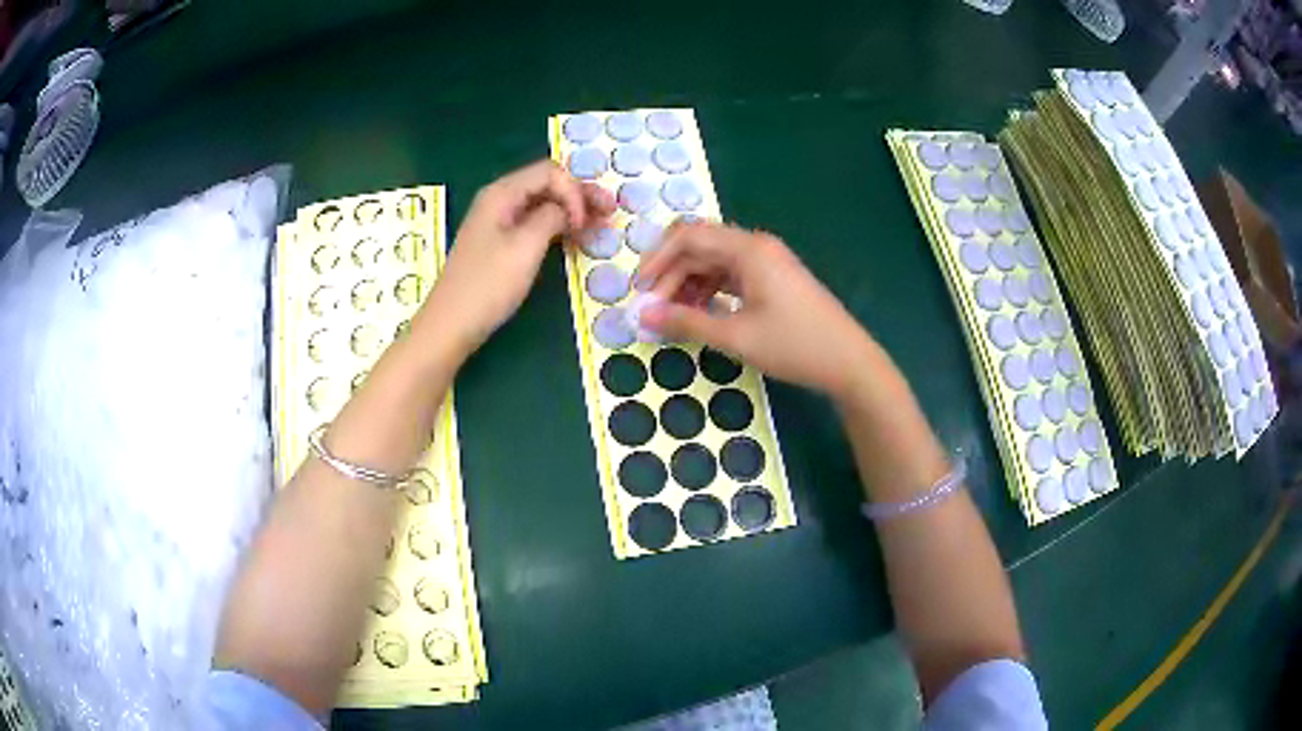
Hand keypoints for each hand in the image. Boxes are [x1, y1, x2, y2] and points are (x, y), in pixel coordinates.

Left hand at [424, 160, 614, 354]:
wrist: (451, 326)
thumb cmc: (487, 285)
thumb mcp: (525, 247)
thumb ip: (551, 217)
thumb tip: (567, 209)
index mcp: (502, 193)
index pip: (550, 172)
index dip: (574, 191)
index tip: (583, 224)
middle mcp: (500, 200)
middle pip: (548, 185)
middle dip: (580, 197)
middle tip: (611, 213)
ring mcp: (499, 223)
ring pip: (544, 205)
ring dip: (573, 213)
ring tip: (601, 227)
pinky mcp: (501, 244)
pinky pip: (535, 225)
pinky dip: (558, 228)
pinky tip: (576, 240)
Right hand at [636, 221, 874, 399]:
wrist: (848, 362)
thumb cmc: (794, 345)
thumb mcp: (736, 337)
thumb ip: (687, 323)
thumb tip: (644, 316)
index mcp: (748, 249)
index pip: (689, 237)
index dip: (657, 260)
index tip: (639, 290)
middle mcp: (756, 246)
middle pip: (700, 245)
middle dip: (671, 273)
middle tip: (653, 307)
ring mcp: (767, 261)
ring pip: (714, 261)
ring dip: (689, 283)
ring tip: (674, 315)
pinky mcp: (773, 278)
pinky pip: (731, 274)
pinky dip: (710, 289)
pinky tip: (700, 313)